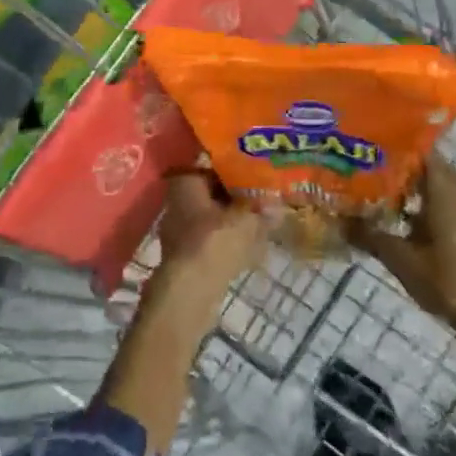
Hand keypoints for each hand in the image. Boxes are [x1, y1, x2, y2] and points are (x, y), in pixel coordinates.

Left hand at [153, 168, 264, 296]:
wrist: (190, 291)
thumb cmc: (214, 241)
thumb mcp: (246, 219)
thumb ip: (262, 209)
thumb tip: (278, 206)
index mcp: (185, 182)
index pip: (209, 164)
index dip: (234, 165)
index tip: (256, 168)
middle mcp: (177, 201)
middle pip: (211, 191)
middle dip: (236, 194)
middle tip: (263, 194)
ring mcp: (179, 230)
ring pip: (212, 217)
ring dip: (234, 219)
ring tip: (262, 219)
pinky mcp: (186, 255)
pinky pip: (212, 239)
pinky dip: (229, 240)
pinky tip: (252, 247)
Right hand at [350, 156, 455, 334]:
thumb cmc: (449, 278)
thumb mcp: (401, 257)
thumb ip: (369, 235)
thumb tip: (336, 220)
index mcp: (444, 186)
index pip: (418, 148)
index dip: (391, 144)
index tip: (363, 144)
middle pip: (423, 167)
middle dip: (392, 167)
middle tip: (359, 168)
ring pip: (431, 187)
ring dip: (405, 188)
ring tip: (370, 190)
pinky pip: (438, 204)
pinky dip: (417, 206)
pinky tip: (393, 219)